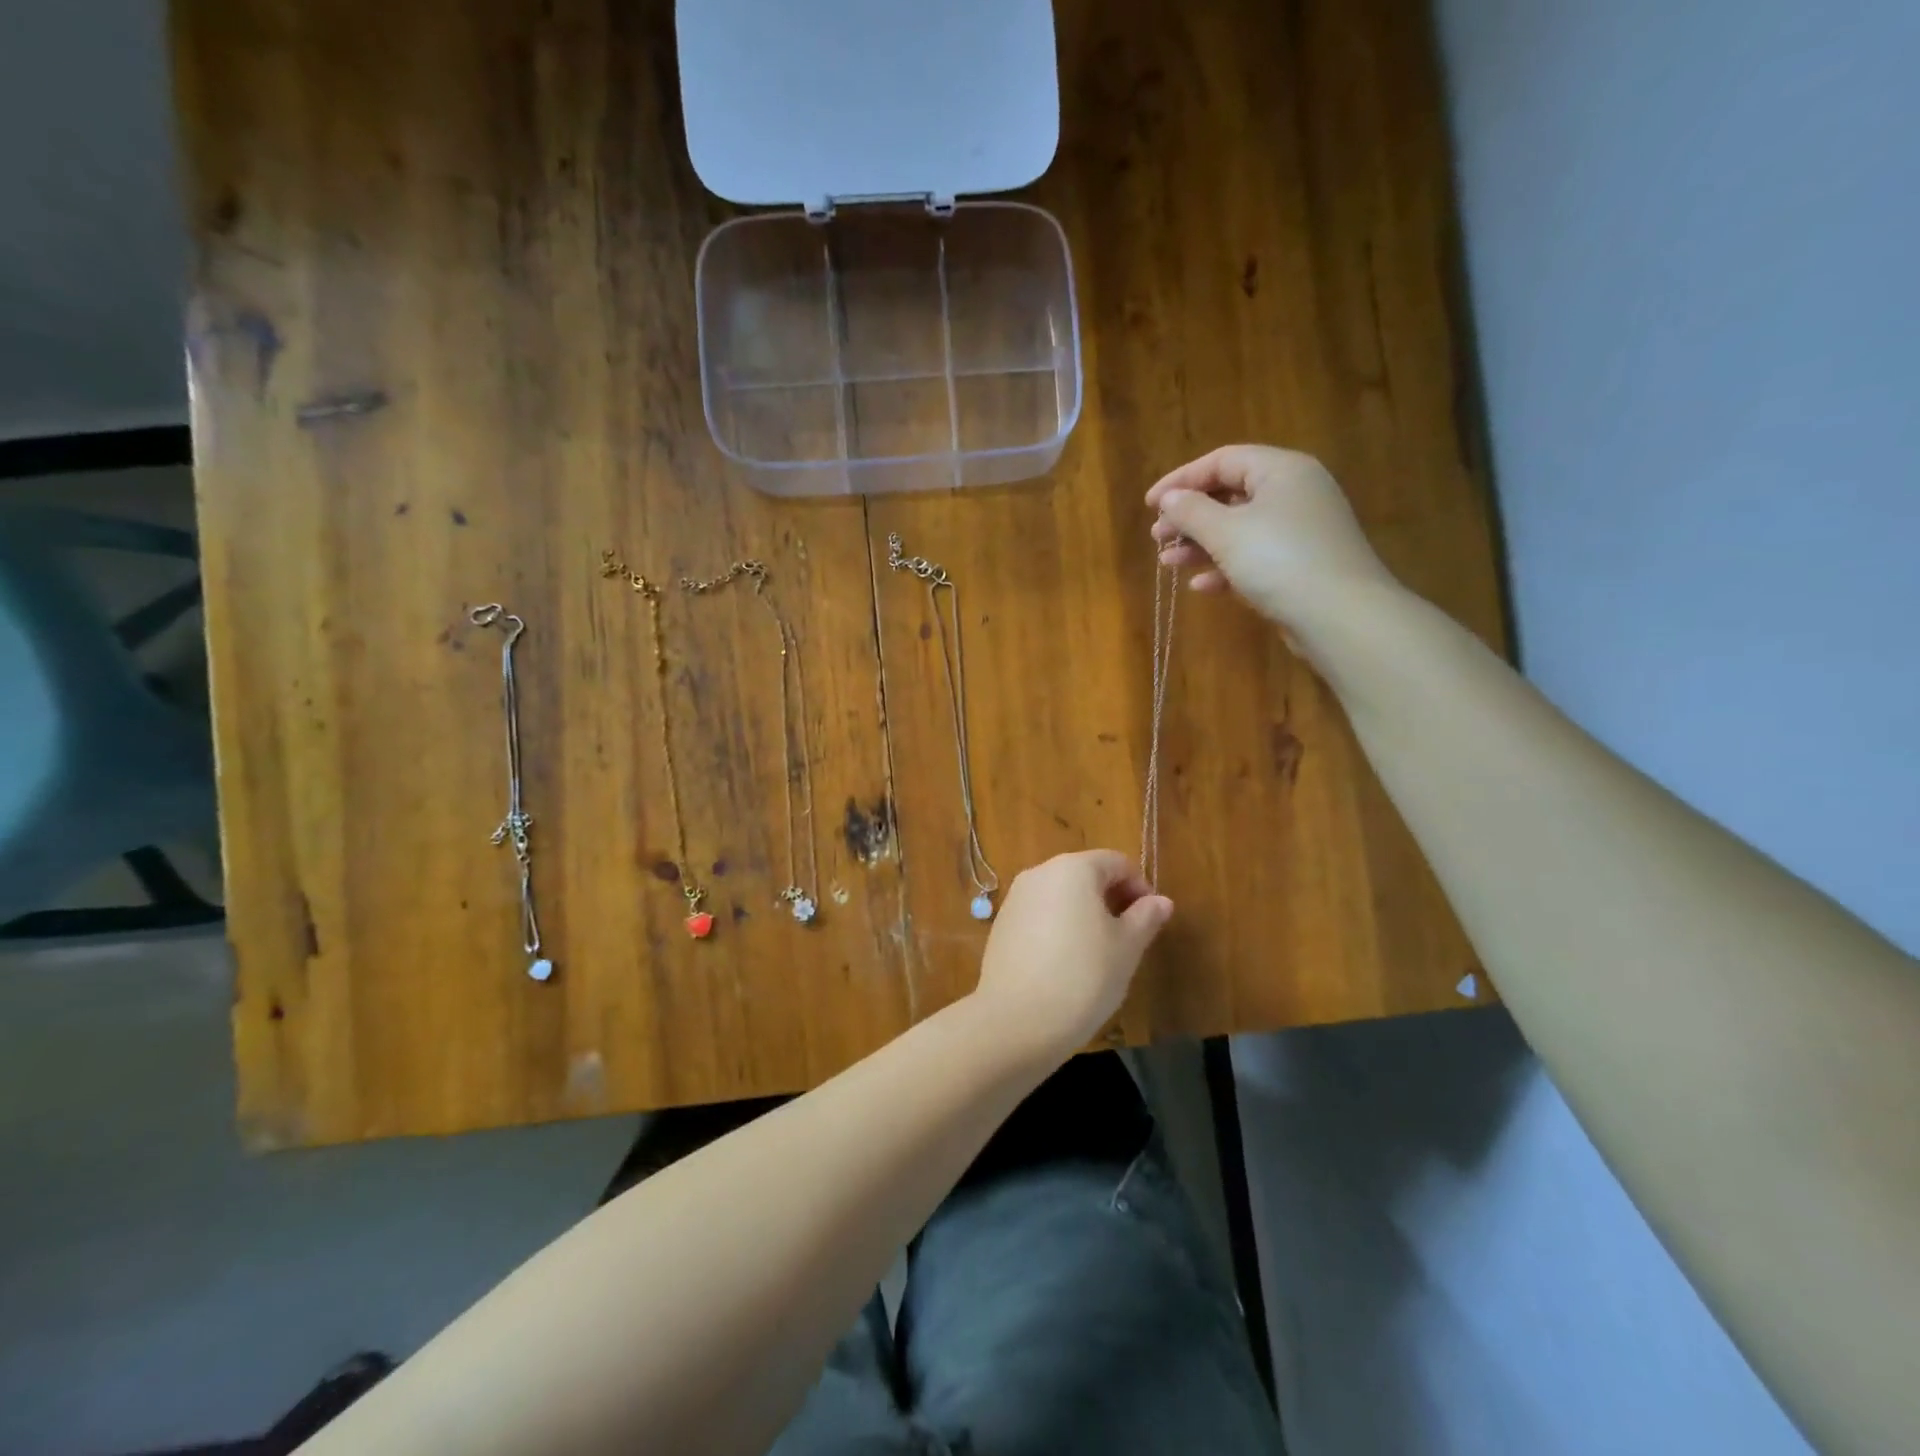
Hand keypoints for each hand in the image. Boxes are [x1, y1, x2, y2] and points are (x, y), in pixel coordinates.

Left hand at [973, 850, 1172, 1059]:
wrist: (1016, 1020)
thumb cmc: (1083, 976)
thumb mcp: (1126, 948)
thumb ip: (1146, 917)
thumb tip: (1161, 901)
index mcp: (1073, 868)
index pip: (1115, 862)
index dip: (1139, 886)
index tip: (1151, 919)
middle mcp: (1040, 873)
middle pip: (1085, 874)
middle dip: (1111, 899)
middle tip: (1129, 937)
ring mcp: (1016, 898)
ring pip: (1061, 895)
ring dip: (1085, 913)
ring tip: (1100, 953)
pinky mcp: (1001, 925)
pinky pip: (1040, 915)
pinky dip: (1058, 927)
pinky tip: (1067, 963)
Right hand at [1146, 445, 1402, 649]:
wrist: (1340, 616)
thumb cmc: (1279, 561)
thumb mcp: (1225, 532)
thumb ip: (1191, 511)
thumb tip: (1169, 499)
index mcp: (1281, 471)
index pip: (1222, 460)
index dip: (1181, 480)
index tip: (1149, 504)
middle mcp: (1294, 493)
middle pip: (1230, 494)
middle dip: (1189, 517)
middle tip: (1158, 537)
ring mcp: (1299, 531)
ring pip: (1239, 529)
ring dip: (1200, 545)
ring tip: (1168, 563)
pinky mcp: (1299, 565)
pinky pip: (1254, 557)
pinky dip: (1225, 567)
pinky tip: (1200, 585)